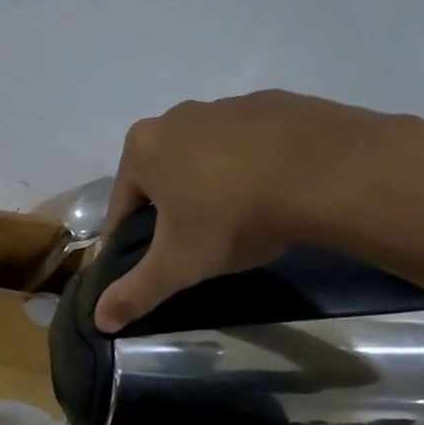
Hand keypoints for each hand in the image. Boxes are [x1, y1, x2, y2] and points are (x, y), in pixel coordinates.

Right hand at [95, 91, 423, 331]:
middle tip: (199, 246)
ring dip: (212, 187)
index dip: (131, 241)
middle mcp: (178, 116)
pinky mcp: (273, 103)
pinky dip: (252, 168)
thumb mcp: (179, 265)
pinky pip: (249, 145)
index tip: (152, 264)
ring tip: (240, 222)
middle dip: (173, 211)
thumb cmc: (232, 216)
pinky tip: (274, 194)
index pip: (122, 206)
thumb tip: (98, 321)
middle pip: (163, 177)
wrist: (325, 171)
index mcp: (143, 147)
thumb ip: (136, 292)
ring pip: (206, 158)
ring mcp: (228, 105)